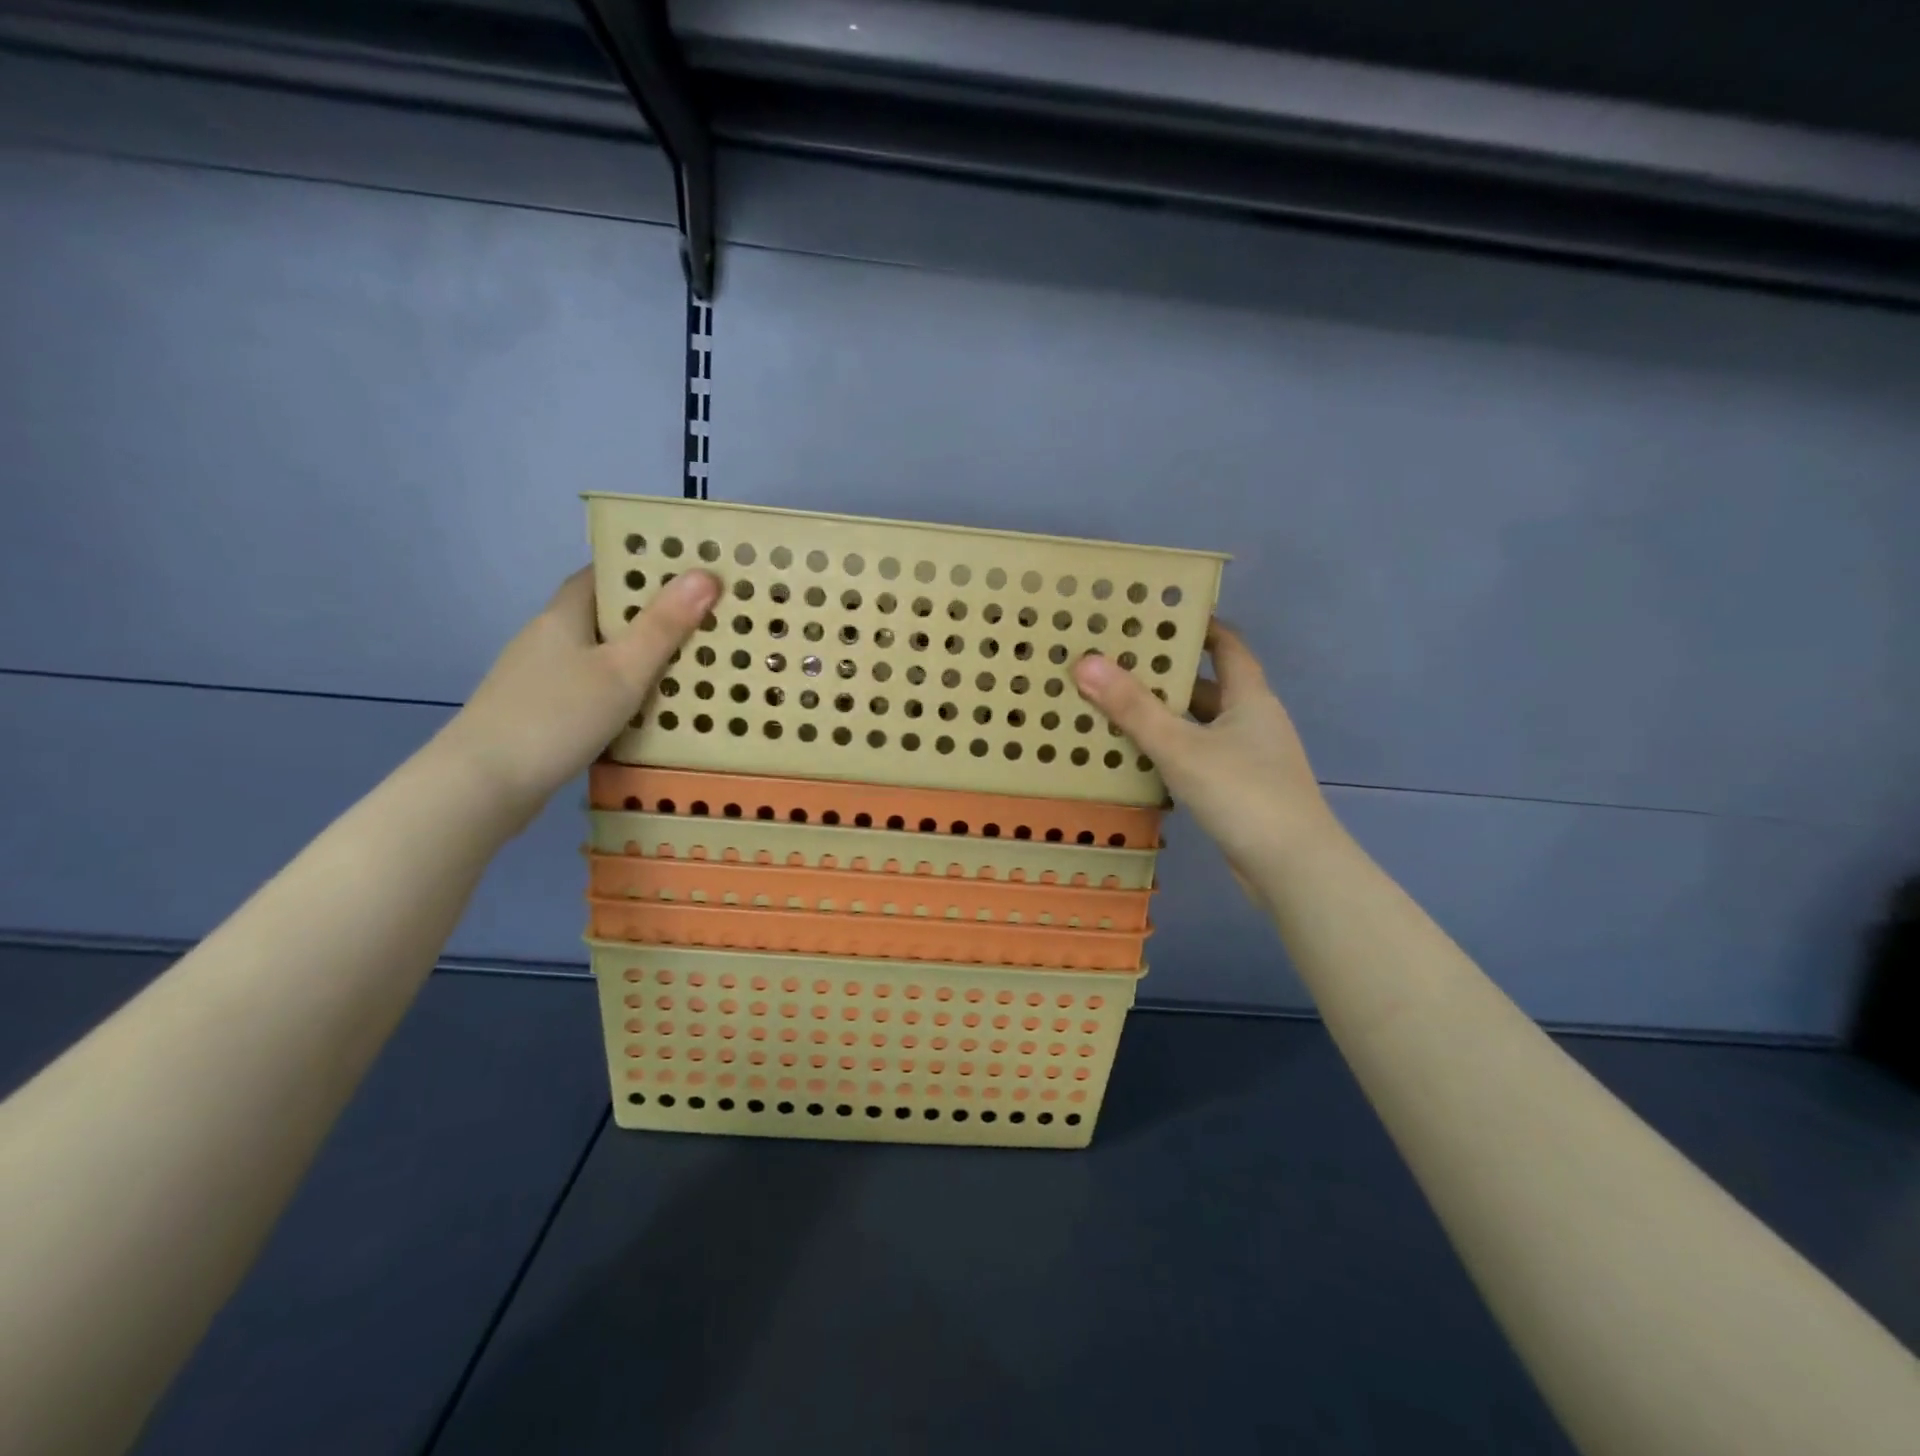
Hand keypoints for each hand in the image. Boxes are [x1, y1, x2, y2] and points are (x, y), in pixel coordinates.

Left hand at [435, 568, 718, 826]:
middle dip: (646, 617)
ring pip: (595, 654)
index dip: (641, 571)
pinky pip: (587, 686)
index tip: (684, 577)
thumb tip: (706, 574)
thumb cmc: (558, 716)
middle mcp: (546, 638)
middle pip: (601, 615)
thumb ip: (663, 627)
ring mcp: (537, 677)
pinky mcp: (537, 712)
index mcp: (564, 615)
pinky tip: (641, 709)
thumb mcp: (623, 670)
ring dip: (633, 656)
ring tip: (684, 666)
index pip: (601, 575)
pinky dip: (617, 689)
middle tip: (700, 624)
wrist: (483, 784)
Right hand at [1072, 622, 1335, 883]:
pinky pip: (1199, 758)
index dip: (1198, 626)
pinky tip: (1137, 760)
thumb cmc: (1243, 794)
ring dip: (1165, 718)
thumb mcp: (1181, 747)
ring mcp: (1249, 759)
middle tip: (1116, 664)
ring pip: (1200, 726)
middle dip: (1166, 675)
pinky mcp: (1240, 791)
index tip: (1157, 615)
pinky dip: (1171, 753)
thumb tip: (1085, 661)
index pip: (1228, 646)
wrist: (1293, 869)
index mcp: (1250, 698)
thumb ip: (1133, 708)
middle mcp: (1253, 722)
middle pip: (1208, 687)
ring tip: (1114, 708)